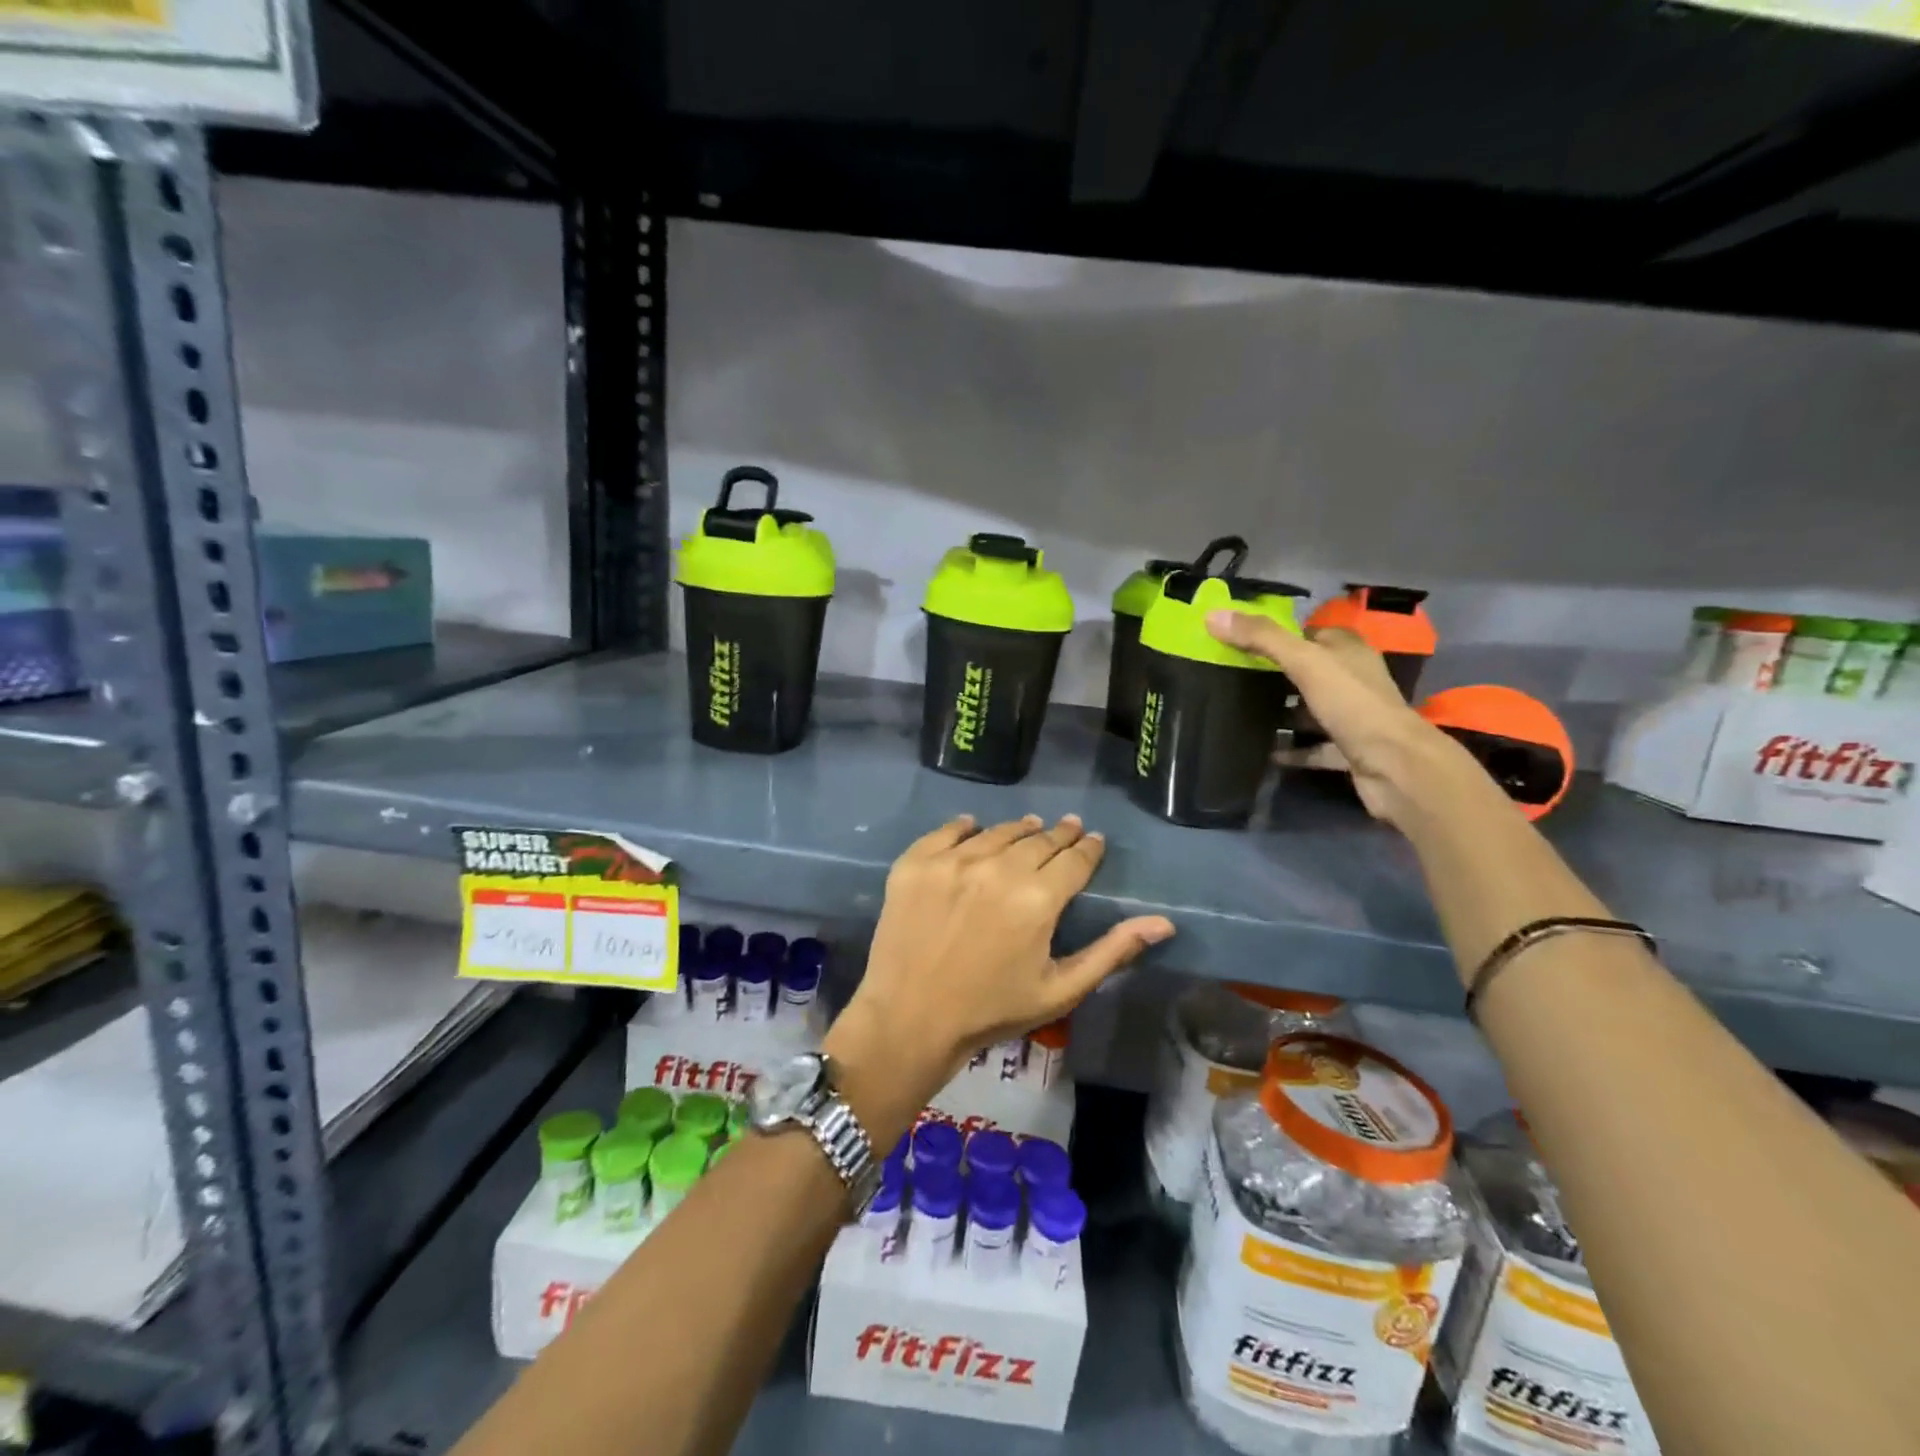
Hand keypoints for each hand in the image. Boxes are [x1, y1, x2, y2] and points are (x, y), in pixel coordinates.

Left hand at [827, 815, 1174, 1100]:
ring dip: (1019, 829)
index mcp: (1039, 898)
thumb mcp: (1061, 989)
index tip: (1094, 841)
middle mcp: (998, 867)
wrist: (910, 1019)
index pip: (1075, 859)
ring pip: (998, 832)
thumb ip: (1112, 951)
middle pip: (1039, 840)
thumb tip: (1163, 922)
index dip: (1089, 848)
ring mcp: (953, 861)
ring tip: (1029, 827)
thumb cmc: (992, 1011)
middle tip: (1068, 828)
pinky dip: (965, 827)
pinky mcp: (916, 862)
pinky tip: (974, 826)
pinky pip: (948, 831)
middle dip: (1059, 835)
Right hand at [1205, 611, 1499, 832]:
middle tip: (1232, 679)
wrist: (1395, 766)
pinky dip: (1291, 749)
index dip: (1277, 636)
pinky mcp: (1349, 749)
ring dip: (1283, 713)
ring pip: (1310, 709)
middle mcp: (1354, 679)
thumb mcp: (1304, 662)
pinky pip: (1313, 746)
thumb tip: (1213, 615)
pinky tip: (1264, 752)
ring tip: (1240, 714)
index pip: (1309, 634)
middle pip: (1308, 671)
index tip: (1239, 643)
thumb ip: (1261, 638)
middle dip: (1274, 675)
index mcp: (1348, 650)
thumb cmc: (1353, 704)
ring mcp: (1354, 716)